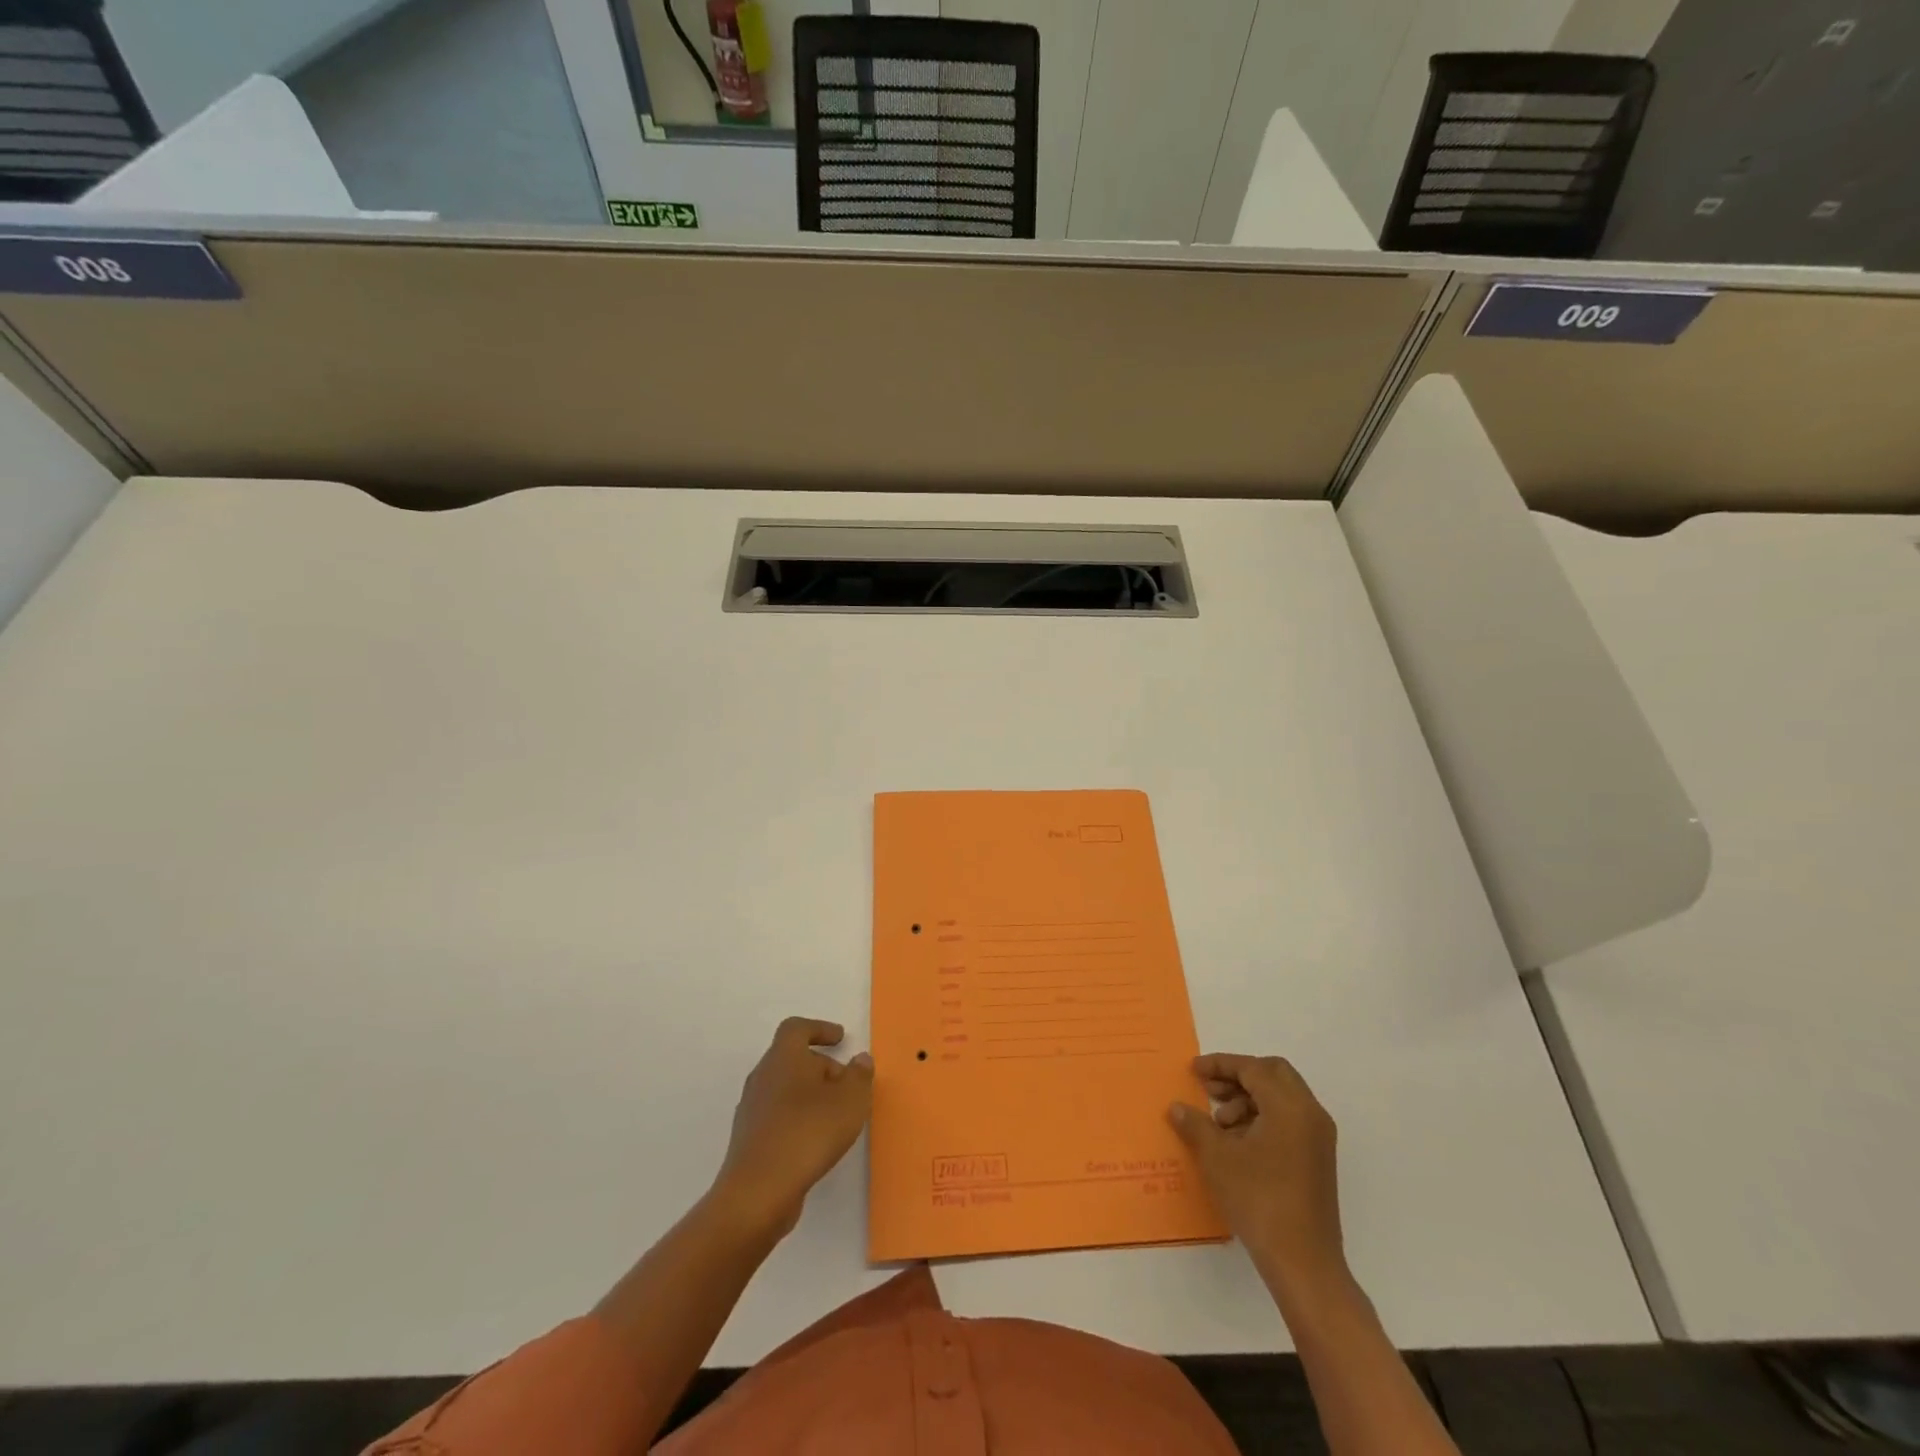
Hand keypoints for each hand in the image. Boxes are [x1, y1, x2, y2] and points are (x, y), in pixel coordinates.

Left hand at [710, 1017, 873, 1239]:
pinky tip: (815, 1140)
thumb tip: (860, 1059)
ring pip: (784, 1089)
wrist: (758, 1192)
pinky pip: (777, 1116)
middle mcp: (763, 1077)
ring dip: (809, 1095)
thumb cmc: (808, 1132)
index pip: (796, 1029)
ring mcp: (751, 1110)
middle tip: (846, 1084)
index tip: (840, 1039)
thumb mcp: (850, 1100)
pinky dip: (797, 1118)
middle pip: (791, 1059)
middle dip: (821, 1067)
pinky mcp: (749, 1140)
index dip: (819, 1029)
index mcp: (783, 1058)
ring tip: (835, 1115)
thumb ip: (859, 1076)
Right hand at [1169, 1053, 1345, 1295]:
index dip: (1220, 1065)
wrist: (1303, 1263)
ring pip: (1282, 1098)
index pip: (1253, 1068)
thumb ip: (1195, 1124)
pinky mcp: (1318, 1160)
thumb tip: (1177, 1108)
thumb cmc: (1259, 1200)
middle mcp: (1310, 1114)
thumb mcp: (1217, 1158)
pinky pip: (1289, 1120)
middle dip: (1238, 1077)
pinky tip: (1238, 1144)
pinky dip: (1263, 1119)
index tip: (1194, 1071)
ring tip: (1220, 1125)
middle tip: (1211, 1091)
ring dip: (1249, 1100)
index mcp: (1290, 1106)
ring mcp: (1318, 1138)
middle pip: (1273, 1074)